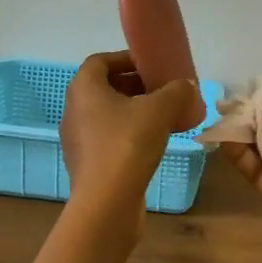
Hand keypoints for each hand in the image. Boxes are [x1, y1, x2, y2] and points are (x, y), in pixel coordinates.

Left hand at [60, 51, 198, 240]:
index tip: (150, 64)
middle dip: (134, 84)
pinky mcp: (87, 164)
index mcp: (84, 89)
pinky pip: (108, 137)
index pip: (100, 61)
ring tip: (163, 115)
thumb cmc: (127, 145)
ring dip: (133, 110)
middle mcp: (74, 110)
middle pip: (105, 87)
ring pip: (107, 114)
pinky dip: (129, 132)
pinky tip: (154, 142)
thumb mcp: (160, 110)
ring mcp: (78, 140)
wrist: (106, 204)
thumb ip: (176, 92)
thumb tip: (187, 86)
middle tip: (162, 89)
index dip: (124, 58)